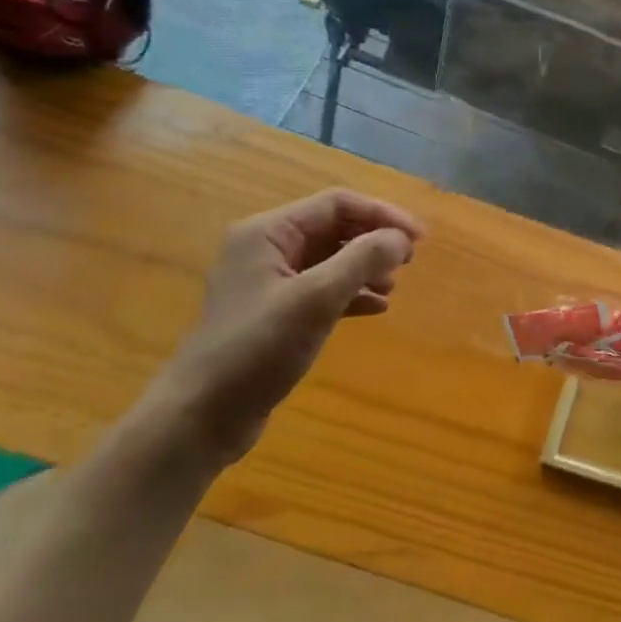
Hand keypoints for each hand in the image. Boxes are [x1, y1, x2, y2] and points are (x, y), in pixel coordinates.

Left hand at [138, 190, 422, 468]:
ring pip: (330, 258)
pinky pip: (322, 288)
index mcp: (268, 233)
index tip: (419, 238)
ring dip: (366, 267)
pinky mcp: (274, 313)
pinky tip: (376, 309)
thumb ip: (362, 260)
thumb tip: (402, 237)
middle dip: (374, 240)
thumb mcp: (316, 299)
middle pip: (334, 228)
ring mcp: (269, 282)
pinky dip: (351, 293)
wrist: (202, 417)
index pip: (336, 204)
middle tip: (410, 260)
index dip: (382, 215)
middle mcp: (266, 249)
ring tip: (392, 287)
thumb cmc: (257, 348)